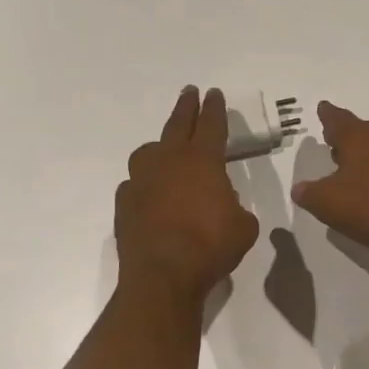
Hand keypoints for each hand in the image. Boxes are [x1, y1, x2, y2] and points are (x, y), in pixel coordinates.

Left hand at [115, 86, 259, 301]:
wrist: (162, 276)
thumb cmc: (210, 247)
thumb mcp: (243, 227)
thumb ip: (236, 207)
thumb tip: (224, 204)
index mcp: (202, 161)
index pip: (211, 125)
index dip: (215, 108)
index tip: (214, 93)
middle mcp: (169, 162)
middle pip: (178, 124)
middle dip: (186, 106)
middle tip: (190, 92)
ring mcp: (141, 180)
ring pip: (149, 151)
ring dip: (160, 145)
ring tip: (165, 147)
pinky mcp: (124, 202)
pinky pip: (135, 183)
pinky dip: (144, 183)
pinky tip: (149, 193)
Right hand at [289, 101, 368, 261]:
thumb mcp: (330, 204)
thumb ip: (310, 194)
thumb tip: (300, 188)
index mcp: (359, 138)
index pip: (338, 120)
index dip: (328, 115)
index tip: (323, 107)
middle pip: (362, 132)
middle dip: (347, 136)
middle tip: (333, 140)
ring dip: (366, 156)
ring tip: (352, 167)